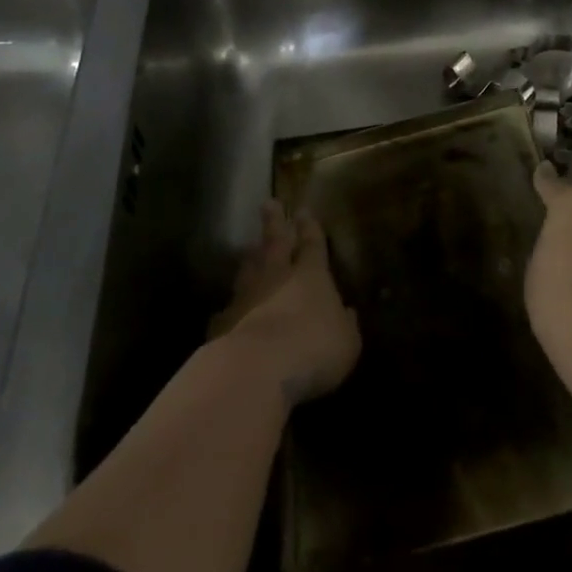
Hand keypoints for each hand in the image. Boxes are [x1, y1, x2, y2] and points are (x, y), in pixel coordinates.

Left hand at [210, 200, 360, 404]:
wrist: (258, 369)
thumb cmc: (314, 350)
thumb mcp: (347, 342)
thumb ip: (345, 325)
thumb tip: (347, 312)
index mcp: (311, 276)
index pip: (312, 244)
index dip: (310, 228)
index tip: (304, 210)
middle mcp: (277, 278)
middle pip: (274, 242)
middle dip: (274, 222)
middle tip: (269, 202)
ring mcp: (246, 297)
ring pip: (248, 269)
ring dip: (251, 257)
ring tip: (250, 247)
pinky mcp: (223, 322)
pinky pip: (227, 309)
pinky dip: (230, 307)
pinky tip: (226, 311)